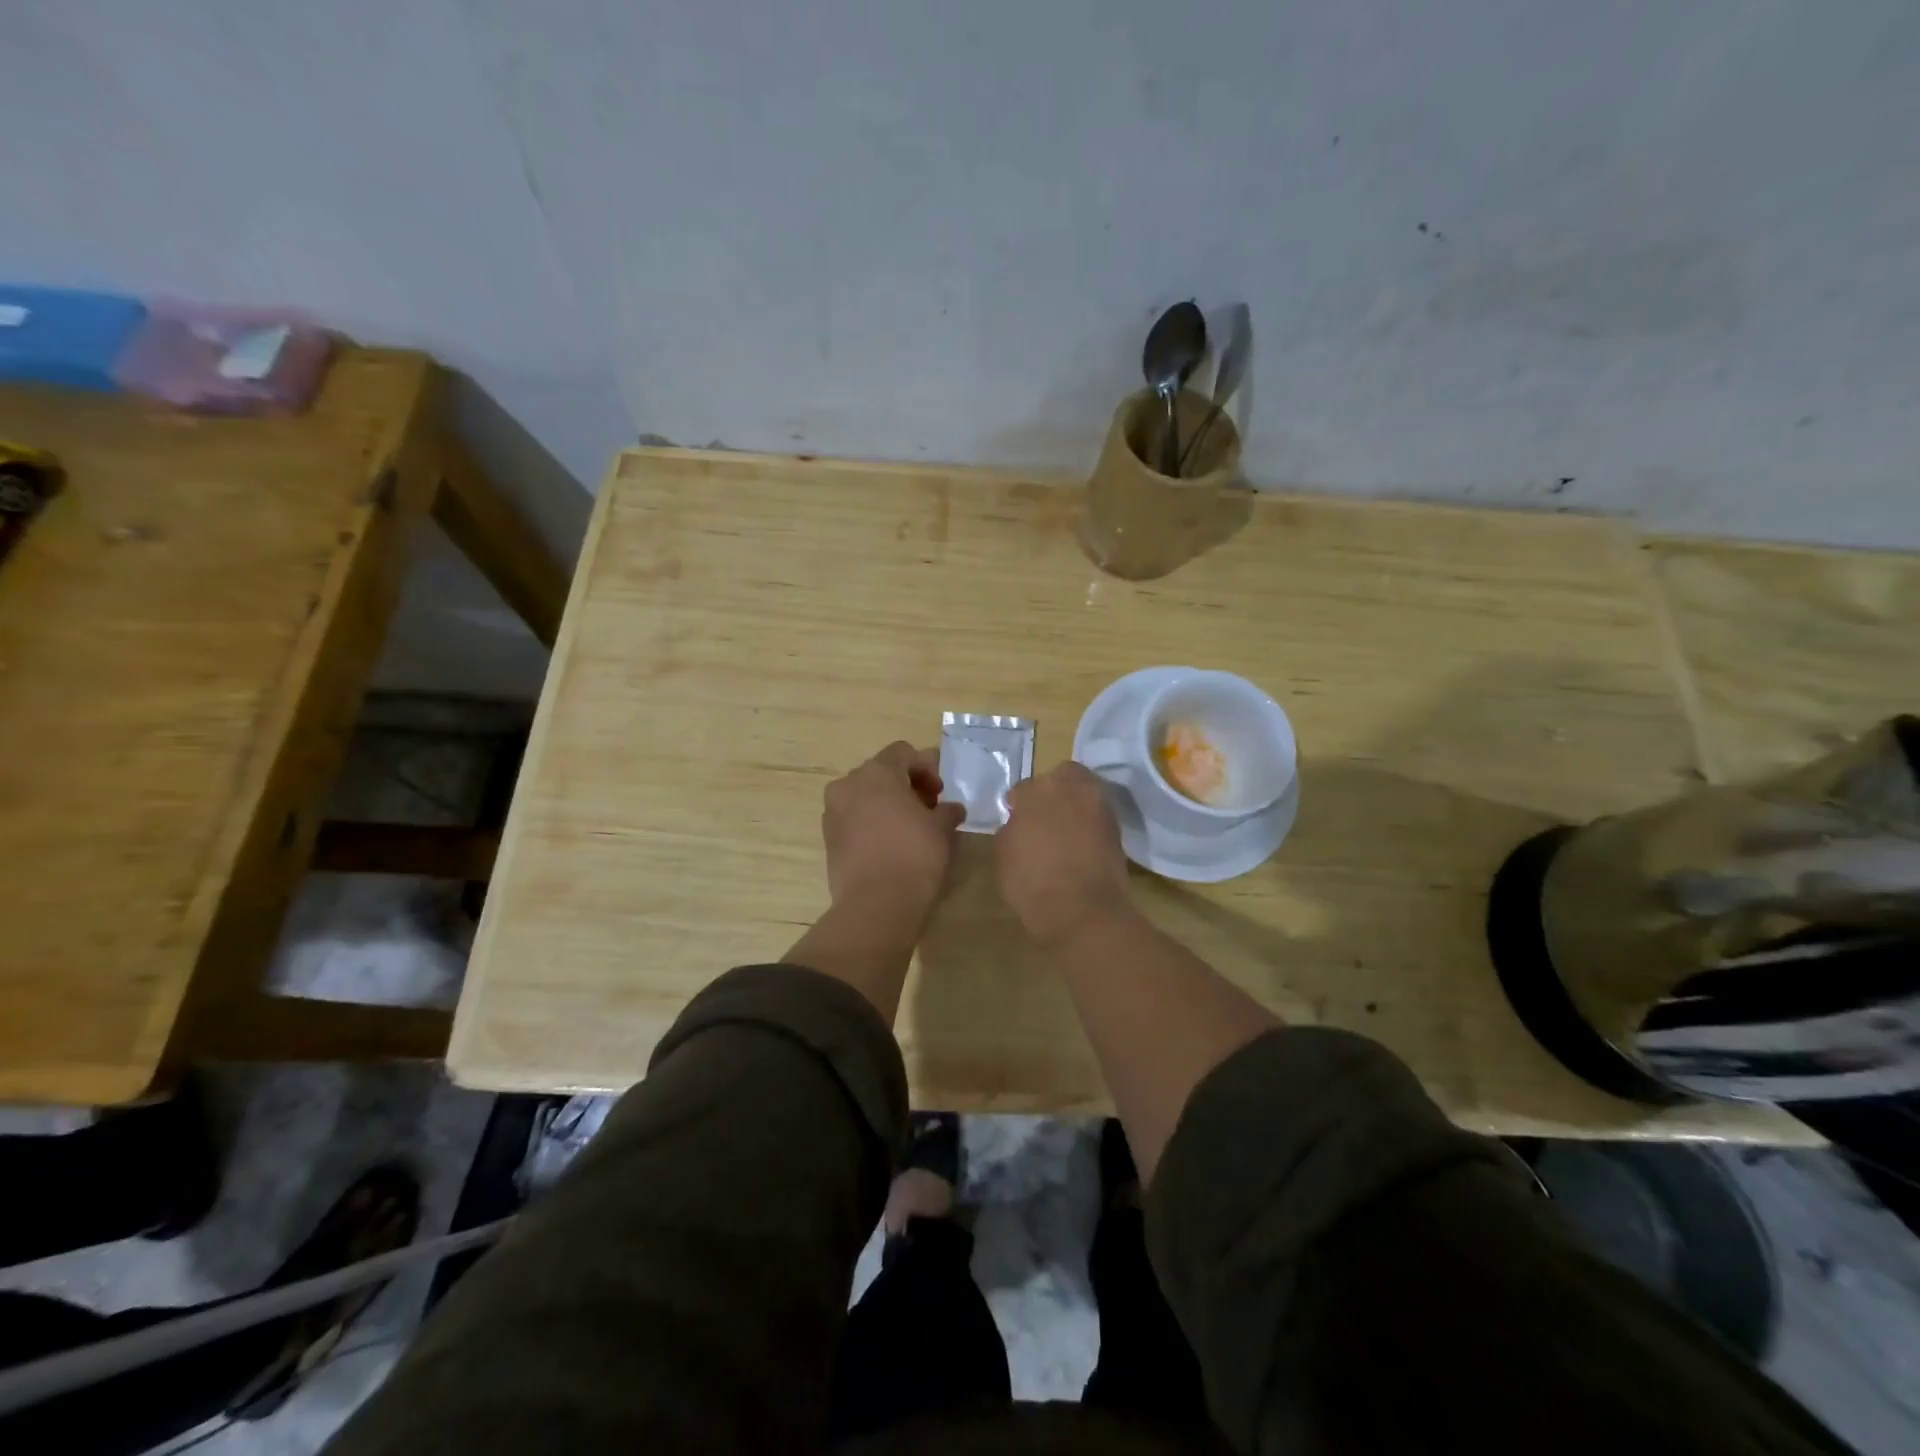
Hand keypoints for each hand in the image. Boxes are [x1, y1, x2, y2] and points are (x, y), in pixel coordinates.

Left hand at [822, 742, 965, 916]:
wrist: (877, 906)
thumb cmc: (915, 856)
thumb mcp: (943, 829)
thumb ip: (948, 810)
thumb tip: (951, 809)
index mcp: (876, 772)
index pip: (903, 752)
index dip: (926, 767)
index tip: (940, 792)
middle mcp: (848, 784)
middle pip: (881, 773)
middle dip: (906, 786)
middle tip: (928, 809)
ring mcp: (833, 812)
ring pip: (865, 797)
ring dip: (887, 805)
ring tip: (910, 829)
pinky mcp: (829, 840)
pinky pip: (854, 820)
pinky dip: (872, 824)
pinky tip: (891, 846)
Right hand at [995, 762, 1132, 945]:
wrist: (1082, 911)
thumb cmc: (1032, 881)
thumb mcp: (1002, 854)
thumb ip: (1011, 829)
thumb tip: (1020, 824)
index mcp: (1038, 789)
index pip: (1023, 789)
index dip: (1018, 806)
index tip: (1016, 822)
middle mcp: (1072, 787)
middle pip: (1061, 777)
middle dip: (1052, 791)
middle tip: (1043, 817)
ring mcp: (1100, 806)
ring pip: (1084, 793)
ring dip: (1074, 805)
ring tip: (1063, 832)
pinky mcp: (1118, 828)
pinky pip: (1097, 817)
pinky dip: (1088, 825)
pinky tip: (1078, 844)